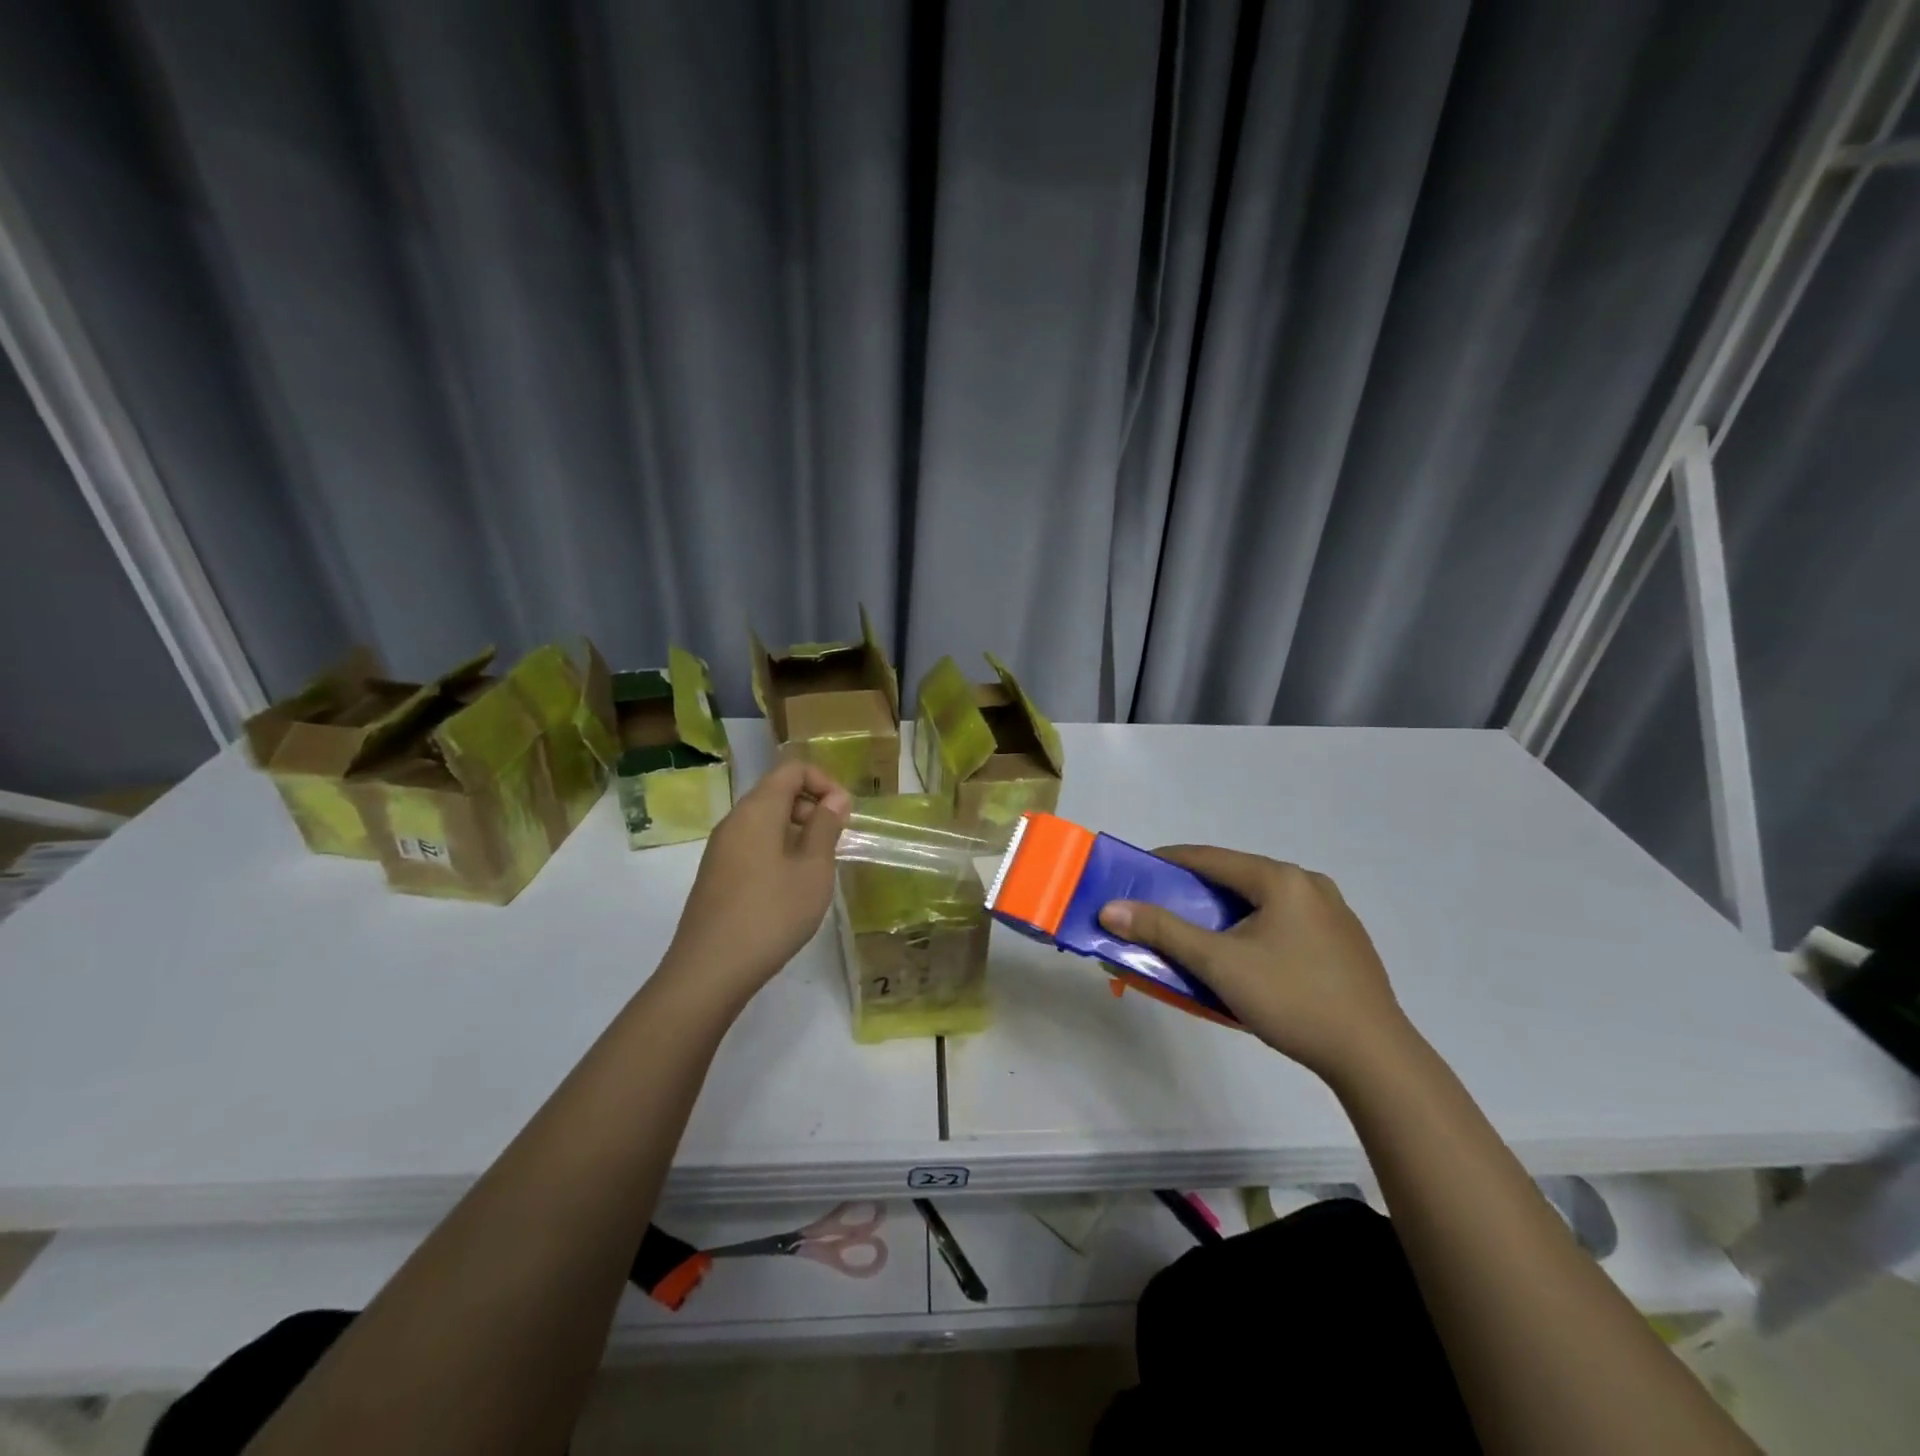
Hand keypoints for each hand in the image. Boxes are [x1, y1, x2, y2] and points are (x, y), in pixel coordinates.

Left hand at [664, 759, 850, 1007]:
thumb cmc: (772, 913)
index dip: (824, 782)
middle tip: (836, 842)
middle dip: (812, 807)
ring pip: (765, 821)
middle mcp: (734, 821)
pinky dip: (778, 851)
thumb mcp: (813, 869)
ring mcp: (721, 849)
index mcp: (757, 810)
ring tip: (818, 868)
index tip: (845, 814)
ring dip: (797, 832)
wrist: (710, 969)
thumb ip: (826, 827)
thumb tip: (835, 798)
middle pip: (777, 792)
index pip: (792, 769)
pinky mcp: (716, 875)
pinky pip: (753, 845)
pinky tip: (791, 887)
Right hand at [1099, 846, 1411, 1082]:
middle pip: (1237, 877)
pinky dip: (1255, 929)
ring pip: (1262, 902)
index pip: (1210, 858)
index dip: (1168, 862)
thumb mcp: (1218, 964)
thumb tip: (1110, 909)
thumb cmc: (1291, 999)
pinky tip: (1247, 959)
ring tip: (1199, 937)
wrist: (1374, 1057)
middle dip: (1196, 892)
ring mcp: (1333, 914)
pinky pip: (1285, 922)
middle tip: (1162, 910)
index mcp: (1281, 879)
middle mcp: (1309, 885)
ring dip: (1226, 913)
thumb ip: (1163, 931)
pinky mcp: (1344, 943)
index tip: (1136, 873)